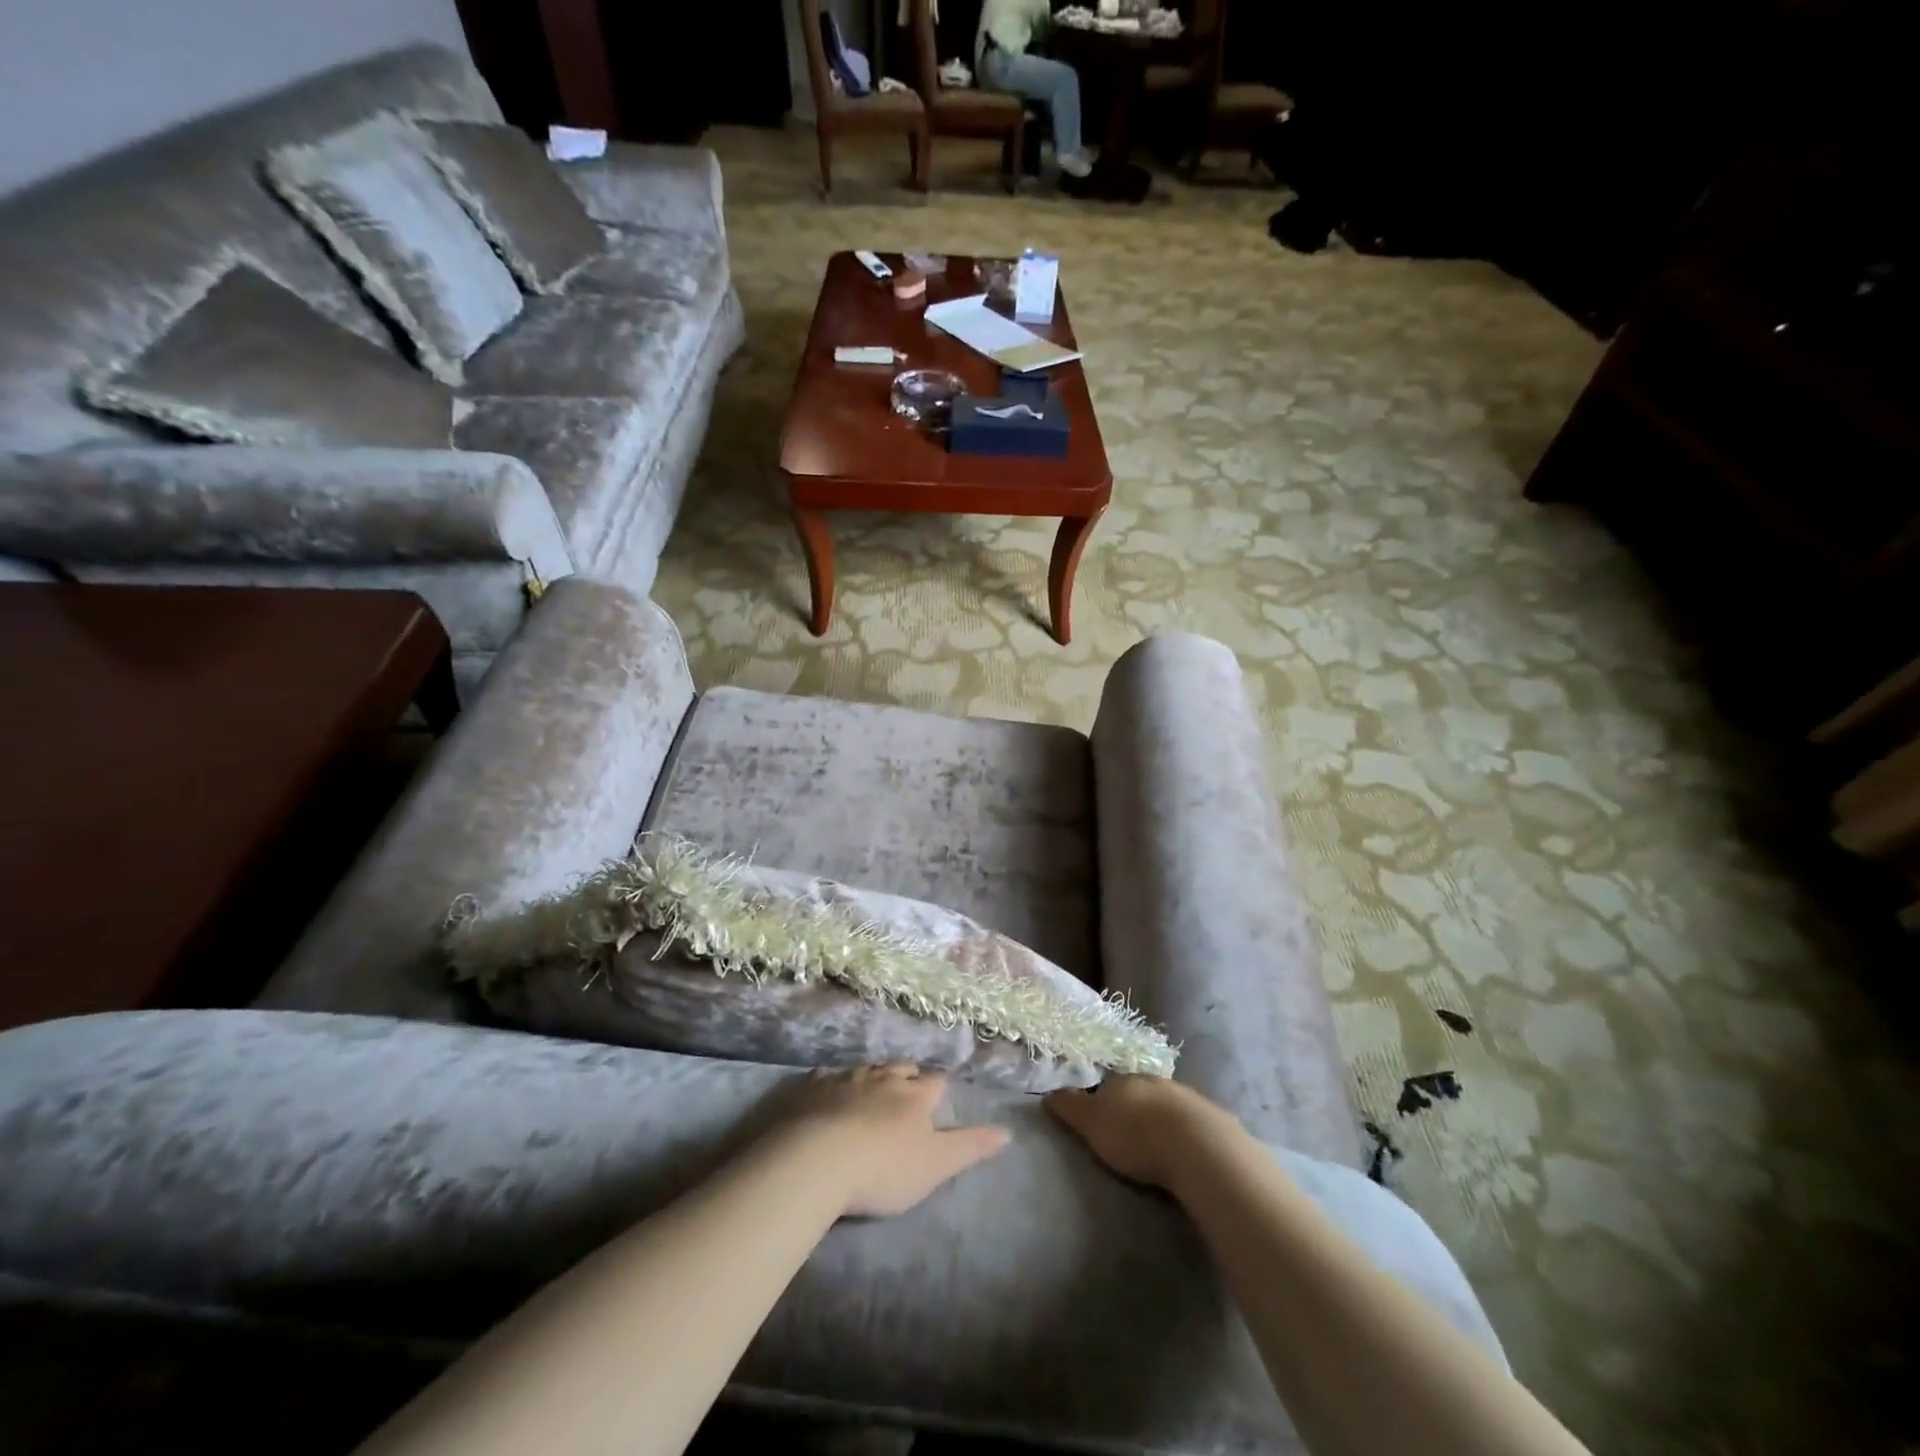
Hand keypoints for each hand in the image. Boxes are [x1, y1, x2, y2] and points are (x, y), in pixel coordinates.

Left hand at [772, 1065, 1009, 1217]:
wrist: (817, 1161)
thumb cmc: (884, 1168)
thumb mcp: (936, 1164)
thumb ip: (971, 1146)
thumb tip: (1008, 1131)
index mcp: (915, 1095)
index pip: (936, 1082)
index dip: (939, 1088)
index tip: (939, 1095)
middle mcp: (883, 1078)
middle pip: (901, 1069)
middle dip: (907, 1076)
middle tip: (907, 1089)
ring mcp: (845, 1079)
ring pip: (866, 1069)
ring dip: (872, 1077)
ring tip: (872, 1089)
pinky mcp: (812, 1088)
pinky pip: (826, 1077)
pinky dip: (832, 1082)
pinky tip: (828, 1089)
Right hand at [1045, 1075, 1242, 1189]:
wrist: (1198, 1147)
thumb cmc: (1135, 1134)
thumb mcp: (1092, 1123)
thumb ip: (1070, 1107)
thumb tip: (1048, 1093)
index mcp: (1124, 1079)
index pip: (1107, 1085)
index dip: (1102, 1101)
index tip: (1099, 1121)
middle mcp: (1155, 1081)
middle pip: (1139, 1094)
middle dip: (1134, 1110)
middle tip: (1127, 1136)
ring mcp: (1187, 1098)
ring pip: (1166, 1106)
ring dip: (1161, 1121)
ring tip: (1157, 1148)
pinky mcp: (1213, 1120)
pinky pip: (1191, 1124)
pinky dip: (1185, 1135)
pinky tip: (1185, 1153)